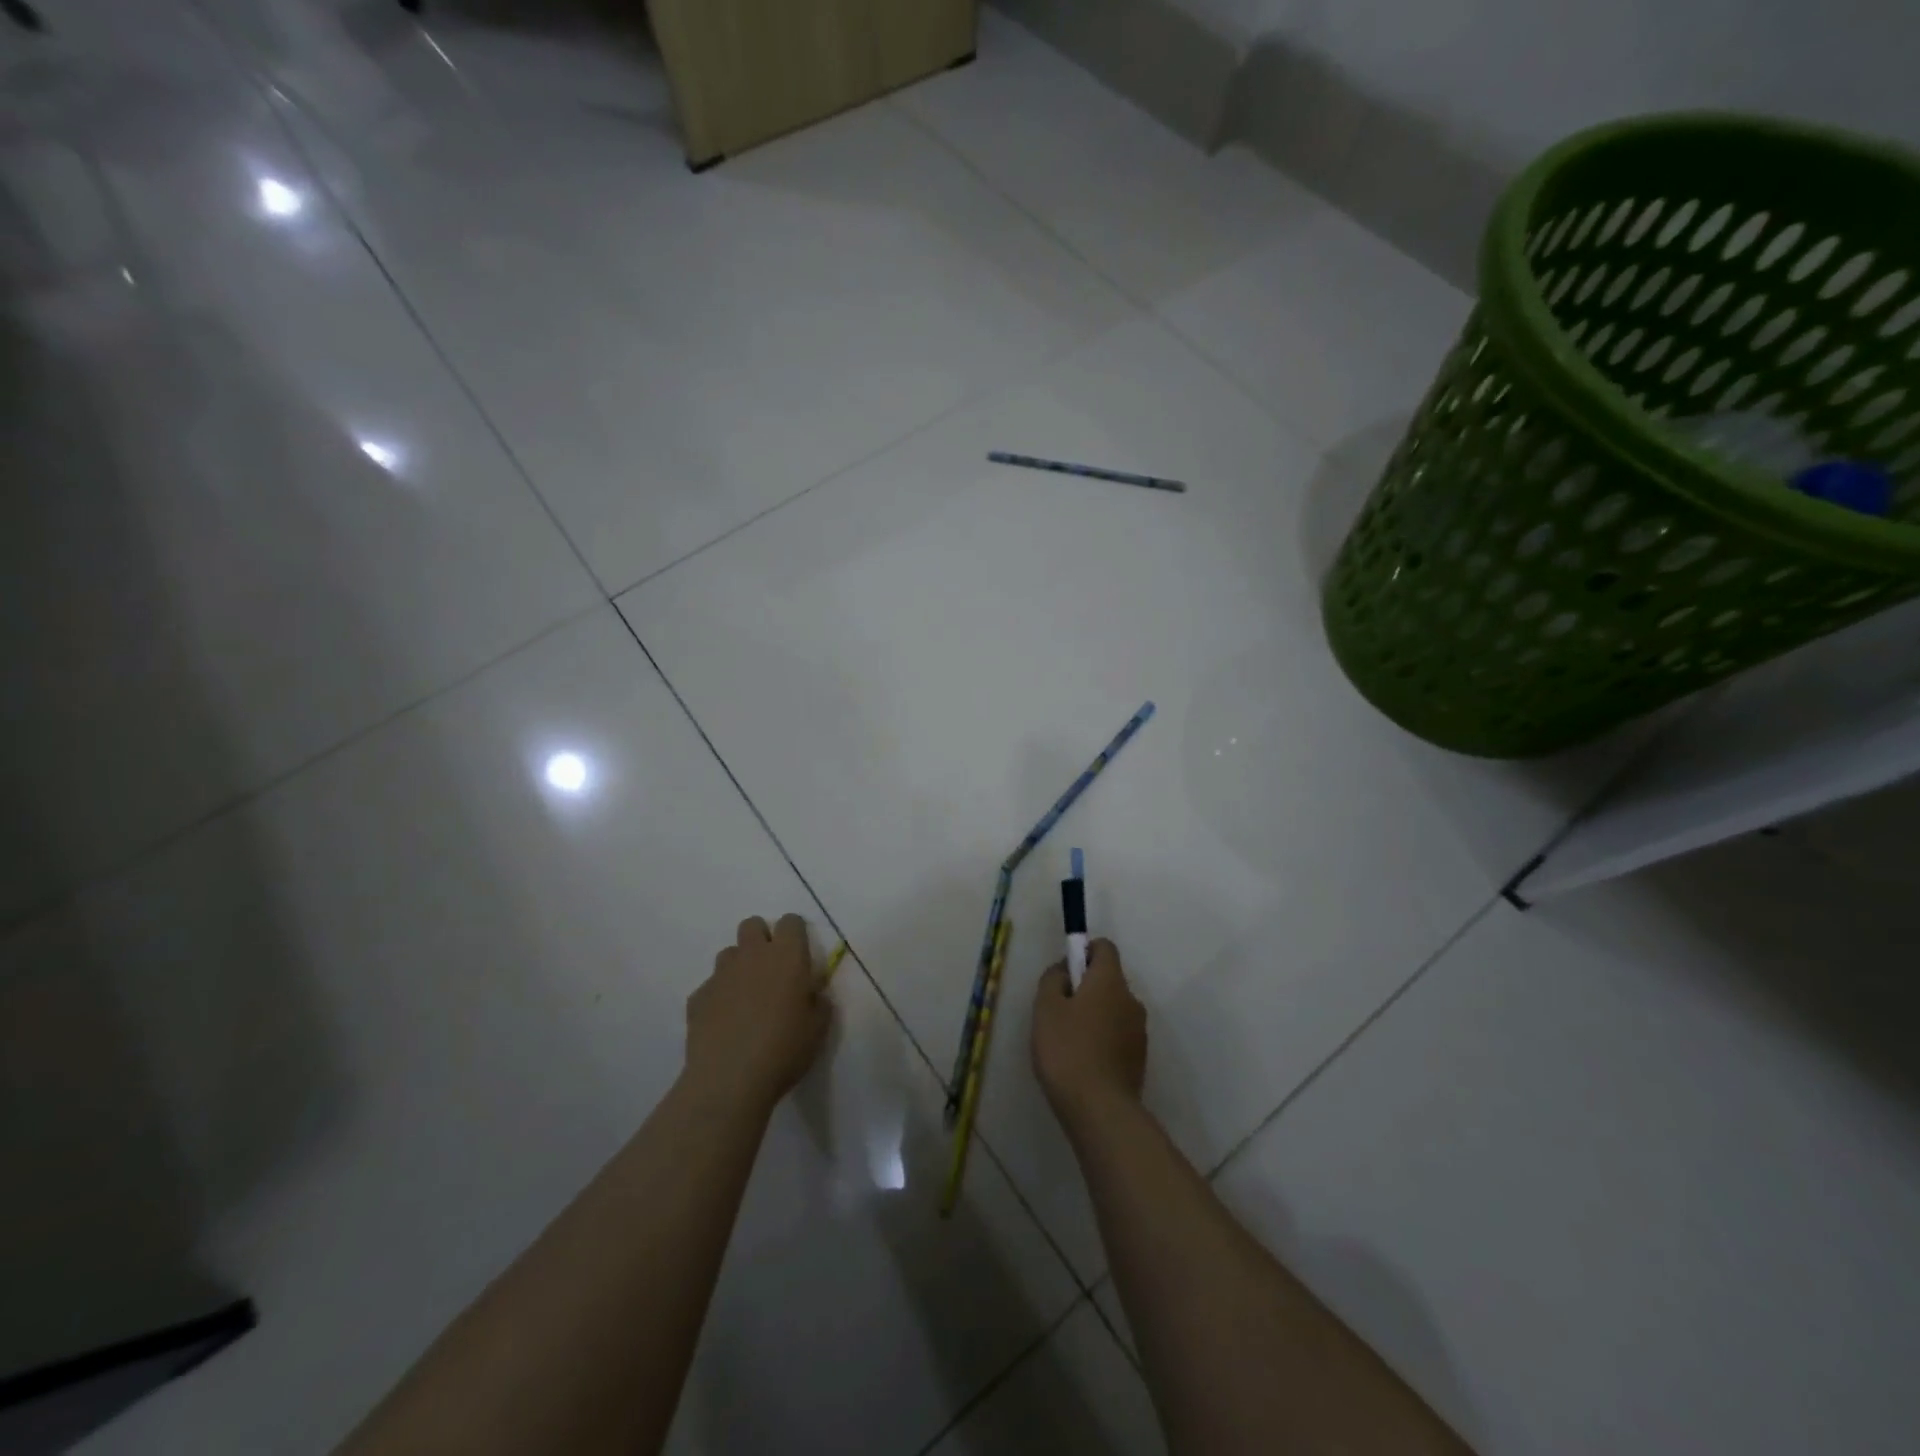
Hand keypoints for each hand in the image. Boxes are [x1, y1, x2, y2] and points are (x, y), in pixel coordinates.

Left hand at [684, 915, 830, 1114]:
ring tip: (746, 997)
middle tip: (771, 969)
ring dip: (739, 966)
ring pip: (729, 953)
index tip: (799, 955)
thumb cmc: (784, 1049)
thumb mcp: (818, 1028)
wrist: (729, 1079)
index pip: (791, 921)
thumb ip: (819, 1001)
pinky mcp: (698, 997)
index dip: (795, 934)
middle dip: (761, 938)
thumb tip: (812, 993)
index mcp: (787, 956)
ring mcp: (721, 974)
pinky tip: (724, 1023)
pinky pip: (710, 986)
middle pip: (752, 925)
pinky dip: (719, 996)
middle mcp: (752, 956)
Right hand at [1032, 938, 1146, 1123]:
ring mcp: (1139, 1031)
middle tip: (1058, 1010)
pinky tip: (1083, 1061)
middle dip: (1085, 987)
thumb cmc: (1067, 1049)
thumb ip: (1053, 979)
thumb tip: (1064, 969)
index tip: (1065, 972)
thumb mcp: (1046, 1008)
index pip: (1104, 947)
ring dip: (1094, 1015)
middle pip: (1109, 979)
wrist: (1099, 1109)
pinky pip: (1118, 1035)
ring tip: (1068, 1041)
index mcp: (1110, 981)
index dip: (1084, 951)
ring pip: (1113, 1009)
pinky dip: (1102, 1038)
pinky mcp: (1139, 1058)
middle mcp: (1131, 1000)